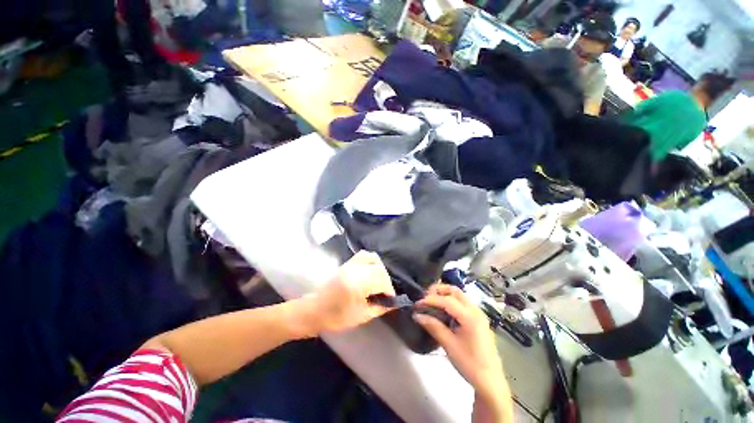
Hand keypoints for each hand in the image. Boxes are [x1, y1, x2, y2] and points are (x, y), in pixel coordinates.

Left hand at [309, 251, 395, 333]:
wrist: (315, 310)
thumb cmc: (336, 317)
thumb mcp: (361, 316)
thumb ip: (379, 307)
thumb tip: (393, 303)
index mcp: (356, 284)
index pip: (381, 279)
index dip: (389, 289)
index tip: (390, 299)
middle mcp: (354, 269)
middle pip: (379, 268)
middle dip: (386, 280)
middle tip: (385, 292)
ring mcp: (349, 263)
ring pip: (372, 258)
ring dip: (380, 269)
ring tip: (379, 281)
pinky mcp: (347, 262)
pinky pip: (364, 255)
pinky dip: (371, 261)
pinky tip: (371, 272)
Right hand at [414, 285, 505, 397]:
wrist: (491, 382)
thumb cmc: (470, 364)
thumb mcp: (449, 345)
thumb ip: (433, 326)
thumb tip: (417, 315)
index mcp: (470, 317)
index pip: (447, 300)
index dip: (430, 300)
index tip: (417, 304)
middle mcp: (475, 310)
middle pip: (455, 291)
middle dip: (438, 290)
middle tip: (425, 297)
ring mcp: (478, 314)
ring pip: (459, 296)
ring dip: (444, 295)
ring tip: (431, 303)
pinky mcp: (478, 320)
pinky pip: (462, 304)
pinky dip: (450, 302)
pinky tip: (442, 311)